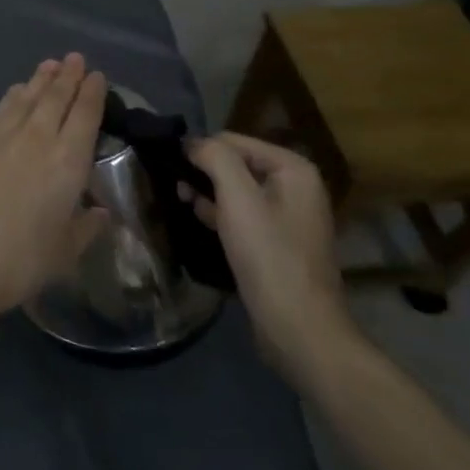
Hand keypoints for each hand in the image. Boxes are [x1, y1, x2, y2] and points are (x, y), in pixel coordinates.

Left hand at [0, 54, 109, 330]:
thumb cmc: (21, 260)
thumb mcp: (64, 252)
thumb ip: (85, 228)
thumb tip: (100, 212)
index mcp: (68, 161)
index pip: (84, 116)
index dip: (92, 93)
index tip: (97, 76)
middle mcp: (37, 138)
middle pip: (55, 98)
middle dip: (67, 76)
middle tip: (75, 58)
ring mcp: (3, 137)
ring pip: (27, 97)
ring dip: (40, 79)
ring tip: (49, 64)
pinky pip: (1, 109)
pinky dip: (13, 96)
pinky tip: (16, 91)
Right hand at [177, 133, 357, 385]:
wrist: (299, 328)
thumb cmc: (269, 255)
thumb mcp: (238, 198)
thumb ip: (214, 158)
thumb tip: (191, 143)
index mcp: (293, 169)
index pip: (232, 140)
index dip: (200, 150)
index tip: (170, 167)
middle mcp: (295, 186)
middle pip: (235, 163)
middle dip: (203, 172)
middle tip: (175, 188)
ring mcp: (288, 216)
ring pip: (236, 190)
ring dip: (207, 193)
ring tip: (181, 202)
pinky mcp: (277, 242)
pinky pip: (242, 214)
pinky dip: (220, 214)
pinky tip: (199, 221)